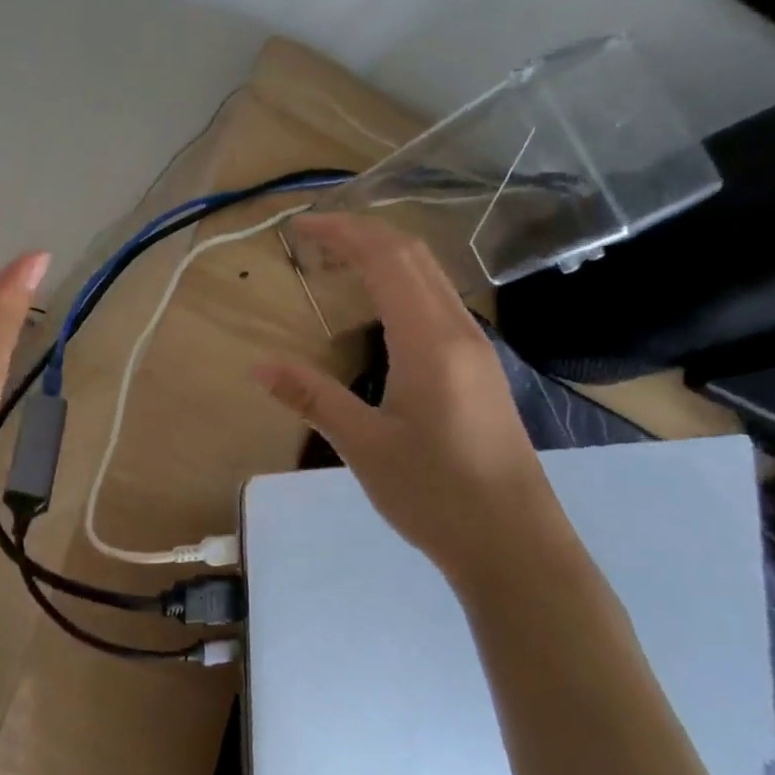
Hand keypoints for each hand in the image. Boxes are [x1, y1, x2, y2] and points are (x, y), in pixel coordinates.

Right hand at [254, 213, 576, 593]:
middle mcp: (458, 330)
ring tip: (336, 262)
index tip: (300, 227)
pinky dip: (400, 283)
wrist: (517, 548)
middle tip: (312, 237)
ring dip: (383, 255)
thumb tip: (258, 367)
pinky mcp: (480, 369)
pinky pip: (437, 301)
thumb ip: (312, 397)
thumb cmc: (436, 494)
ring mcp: (476, 349)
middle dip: (361, 233)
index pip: (386, 258)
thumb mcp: (363, 445)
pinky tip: (377, 309)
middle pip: (412, 254)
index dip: (342, 232)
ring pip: (429, 275)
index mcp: (429, 340)